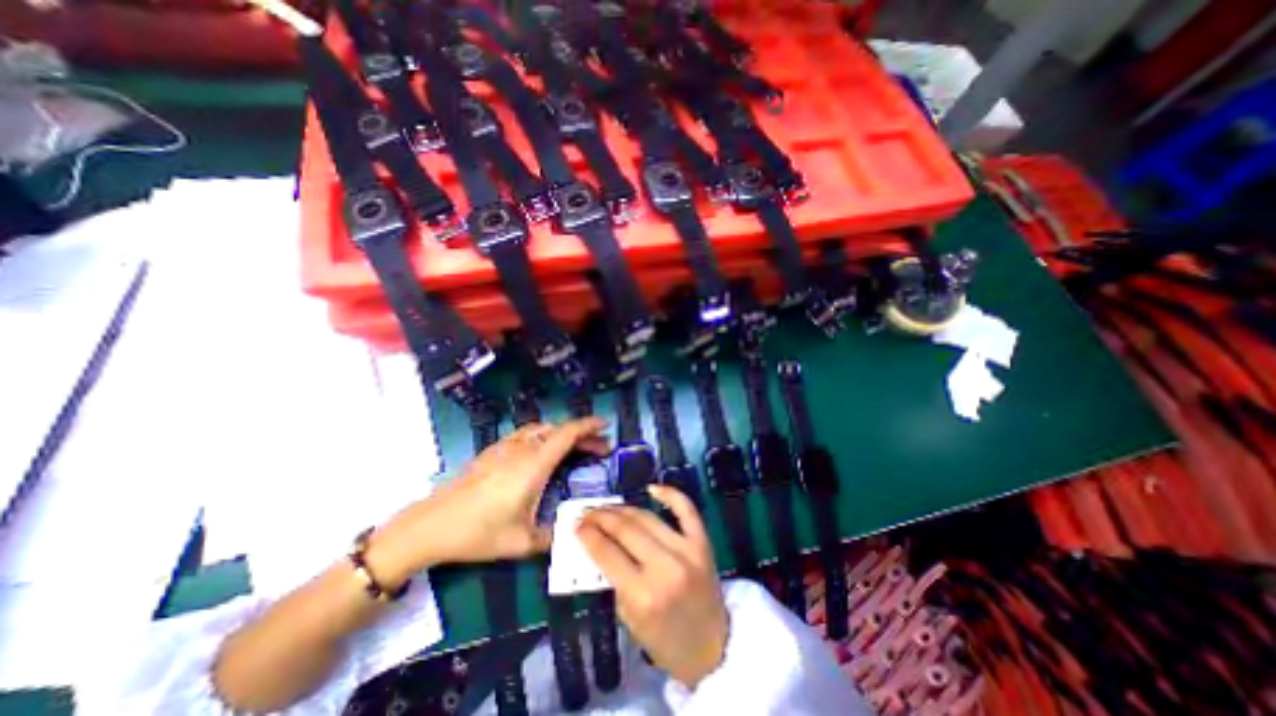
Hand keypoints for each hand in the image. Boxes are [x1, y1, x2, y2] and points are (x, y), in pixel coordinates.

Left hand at [366, 419, 609, 587]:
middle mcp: (522, 449)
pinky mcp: (492, 451)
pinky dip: (544, 437)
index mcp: (534, 464)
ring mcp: (505, 447)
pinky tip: (542, 453)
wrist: (430, 525)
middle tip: (598, 448)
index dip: (588, 425)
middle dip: (582, 435)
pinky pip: (526, 435)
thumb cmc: (478, 532)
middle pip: (559, 430)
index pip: (568, 434)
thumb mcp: (521, 542)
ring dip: (562, 434)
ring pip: (542, 429)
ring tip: (574, 448)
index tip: (605, 425)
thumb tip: (571, 533)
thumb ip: (551, 537)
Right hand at [579, 487, 726, 687]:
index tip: (576, 525)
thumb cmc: (665, 641)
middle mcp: (665, 567)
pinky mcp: (703, 542)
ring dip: (623, 508)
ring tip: (607, 507)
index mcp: (643, 595)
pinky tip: (651, 488)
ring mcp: (687, 551)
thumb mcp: (629, 619)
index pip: (607, 553)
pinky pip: (686, 509)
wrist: (712, 648)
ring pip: (648, 517)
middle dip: (601, 517)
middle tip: (588, 512)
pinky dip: (670, 494)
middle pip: (626, 529)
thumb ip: (613, 580)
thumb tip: (597, 544)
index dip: (588, 535)